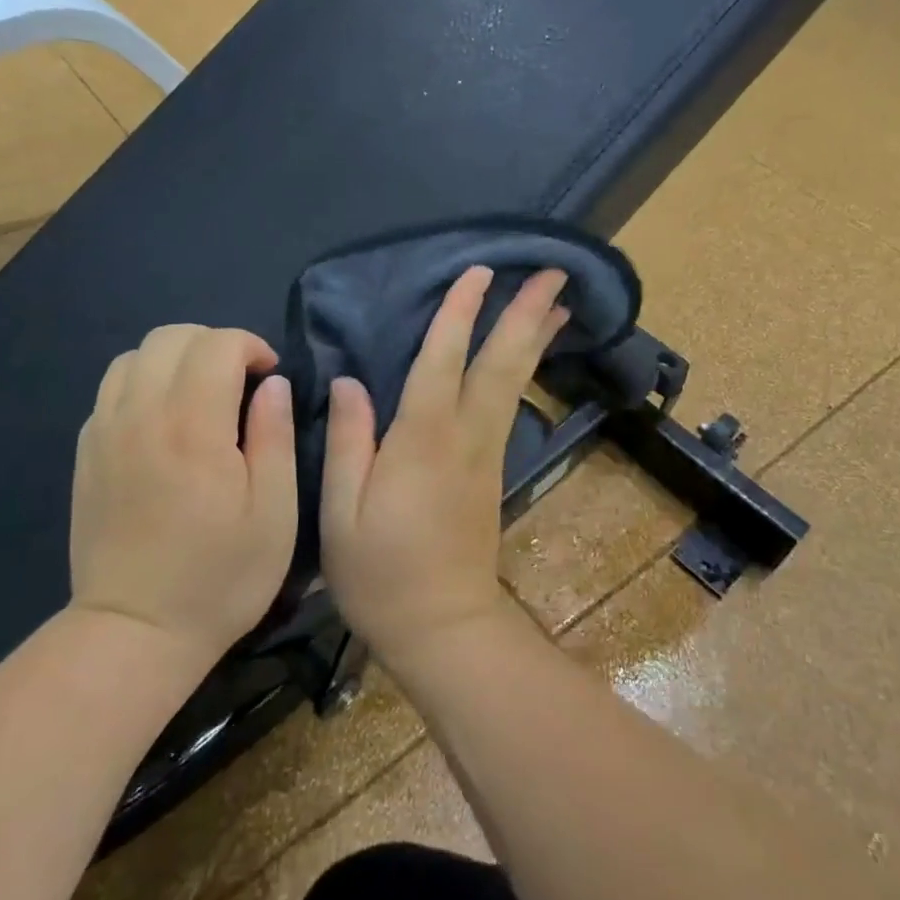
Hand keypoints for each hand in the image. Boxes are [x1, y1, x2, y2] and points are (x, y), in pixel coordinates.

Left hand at [69, 325, 295, 669]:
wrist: (136, 630)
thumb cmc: (221, 576)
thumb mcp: (275, 512)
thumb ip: (275, 437)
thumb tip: (273, 385)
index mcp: (193, 427)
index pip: (216, 345)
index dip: (250, 347)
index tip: (270, 377)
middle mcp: (141, 416)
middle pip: (170, 337)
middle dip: (213, 344)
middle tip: (240, 382)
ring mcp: (104, 433)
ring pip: (133, 356)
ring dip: (175, 360)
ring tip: (201, 396)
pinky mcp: (86, 454)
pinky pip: (111, 390)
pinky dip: (144, 384)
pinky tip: (165, 423)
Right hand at [320, 266, 568, 672]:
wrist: (444, 628)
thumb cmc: (382, 574)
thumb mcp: (342, 513)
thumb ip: (348, 443)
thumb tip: (350, 383)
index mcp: (423, 442)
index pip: (442, 362)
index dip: (459, 314)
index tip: (478, 272)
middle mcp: (465, 438)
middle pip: (501, 364)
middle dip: (526, 315)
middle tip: (554, 272)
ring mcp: (486, 454)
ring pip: (515, 382)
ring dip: (535, 338)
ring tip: (558, 302)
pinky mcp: (492, 471)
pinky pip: (511, 404)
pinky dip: (523, 370)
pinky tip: (527, 357)